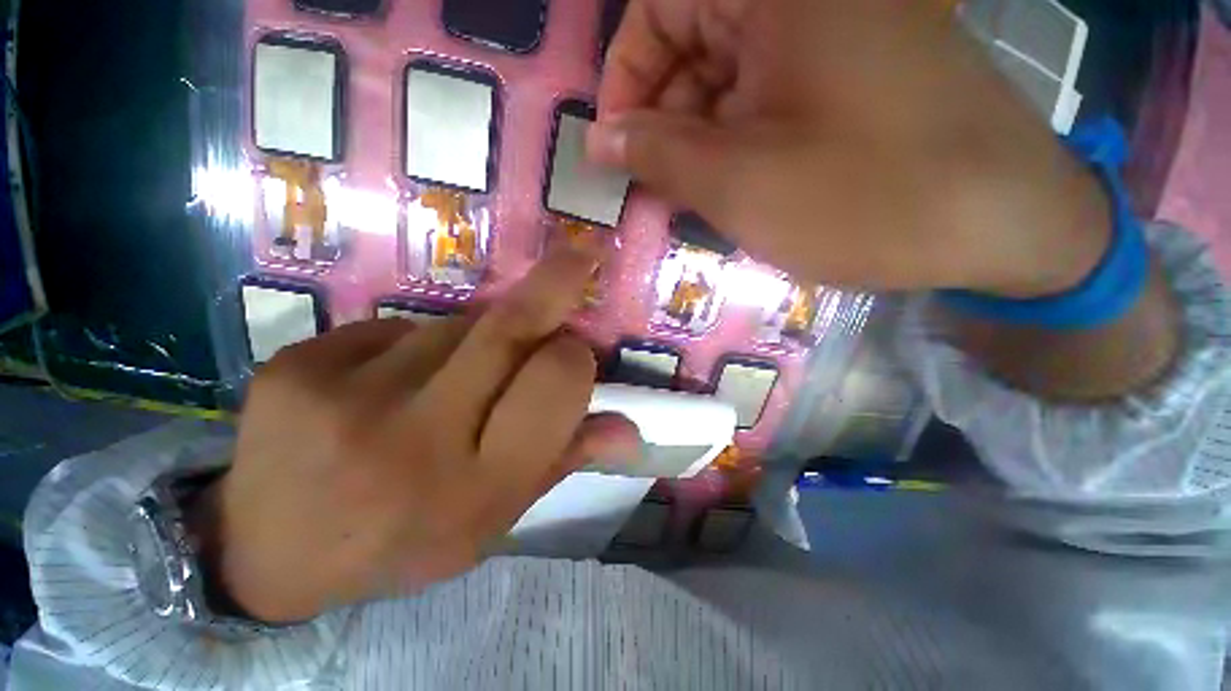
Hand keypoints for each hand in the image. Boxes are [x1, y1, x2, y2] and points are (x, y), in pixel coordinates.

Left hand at [193, 245, 641, 622]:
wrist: (269, 554)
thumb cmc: (403, 541)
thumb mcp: (494, 517)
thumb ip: (562, 460)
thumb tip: (630, 429)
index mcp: (475, 484)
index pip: (554, 385)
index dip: (576, 358)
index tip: (577, 351)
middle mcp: (417, 436)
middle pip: (507, 329)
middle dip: (555, 284)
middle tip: (580, 254)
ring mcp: (347, 394)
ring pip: (454, 325)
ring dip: (475, 339)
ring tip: (450, 381)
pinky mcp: (297, 364)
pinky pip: (393, 329)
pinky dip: (412, 347)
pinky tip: (387, 384)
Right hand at [589, 0, 1110, 297]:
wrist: (1000, 221)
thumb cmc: (865, 198)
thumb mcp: (740, 183)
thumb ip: (658, 155)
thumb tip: (599, 140)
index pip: (659, 6)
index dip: (625, 77)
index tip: (616, 147)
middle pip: (692, 41)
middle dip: (663, 118)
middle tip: (654, 186)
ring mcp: (832, 30)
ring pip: (726, 75)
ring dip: (698, 137)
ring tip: (693, 197)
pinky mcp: (849, 69)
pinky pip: (765, 93)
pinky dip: (736, 138)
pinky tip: (735, 185)